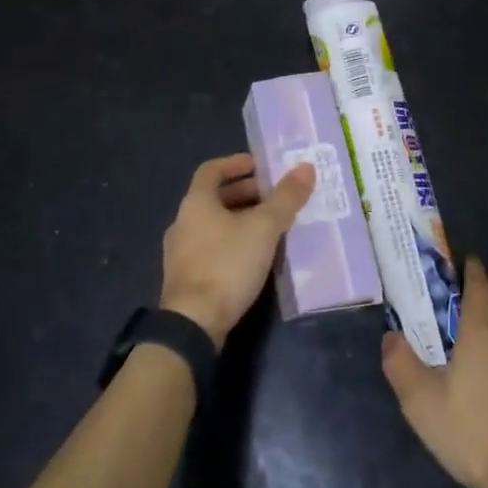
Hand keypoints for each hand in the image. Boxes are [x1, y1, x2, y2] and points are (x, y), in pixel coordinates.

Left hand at [161, 153, 315, 347]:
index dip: (235, 163)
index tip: (259, 165)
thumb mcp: (264, 228)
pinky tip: (254, 257)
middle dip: (245, 193)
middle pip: (214, 197)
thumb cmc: (227, 264)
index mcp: (196, 202)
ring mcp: (180, 252)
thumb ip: (286, 198)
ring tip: (271, 226)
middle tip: (274, 197)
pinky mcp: (186, 278)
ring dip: (240, 219)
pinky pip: (211, 247)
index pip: (212, 170)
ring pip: (213, 224)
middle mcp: (182, 221)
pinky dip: (233, 242)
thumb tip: (306, 167)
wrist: (193, 324)